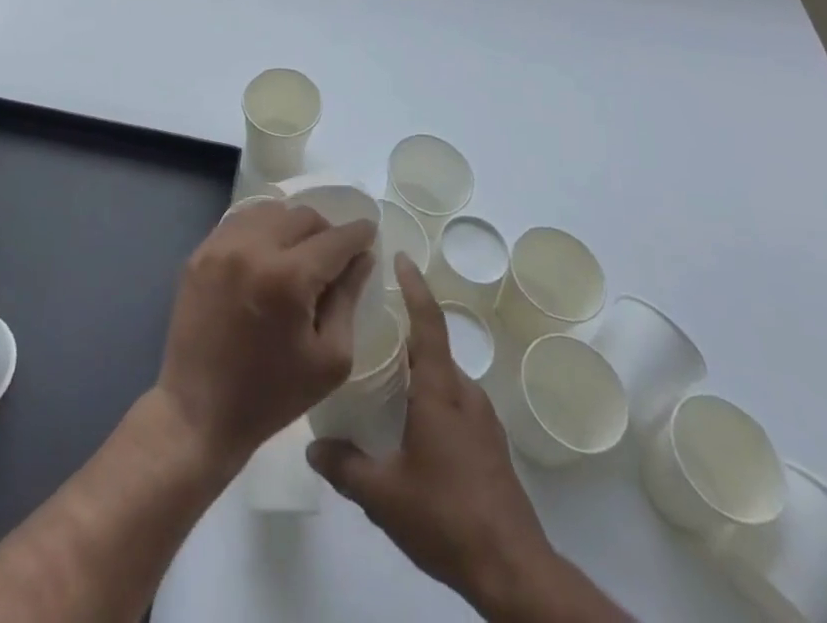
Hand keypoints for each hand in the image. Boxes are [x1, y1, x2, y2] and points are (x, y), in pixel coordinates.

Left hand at [154, 200, 375, 469]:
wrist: (198, 412)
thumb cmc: (272, 395)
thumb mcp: (330, 358)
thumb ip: (349, 299)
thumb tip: (363, 257)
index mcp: (289, 277)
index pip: (335, 239)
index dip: (358, 234)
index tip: (369, 234)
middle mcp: (253, 248)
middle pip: (302, 216)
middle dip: (326, 231)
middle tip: (333, 255)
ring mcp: (221, 246)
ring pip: (270, 211)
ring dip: (292, 226)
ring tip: (298, 253)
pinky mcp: (200, 252)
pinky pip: (240, 222)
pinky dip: (261, 229)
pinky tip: (267, 254)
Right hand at [308, 257, 628, 622]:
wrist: (513, 571)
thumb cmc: (446, 517)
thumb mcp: (383, 495)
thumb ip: (344, 466)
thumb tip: (312, 447)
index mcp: (440, 390)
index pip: (428, 322)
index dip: (414, 286)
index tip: (400, 256)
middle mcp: (464, 393)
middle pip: (433, 345)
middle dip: (405, 327)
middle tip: (370, 320)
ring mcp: (482, 419)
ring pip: (444, 375)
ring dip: (417, 364)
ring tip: (383, 369)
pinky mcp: (490, 444)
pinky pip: (455, 399)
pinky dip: (430, 391)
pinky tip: (409, 418)